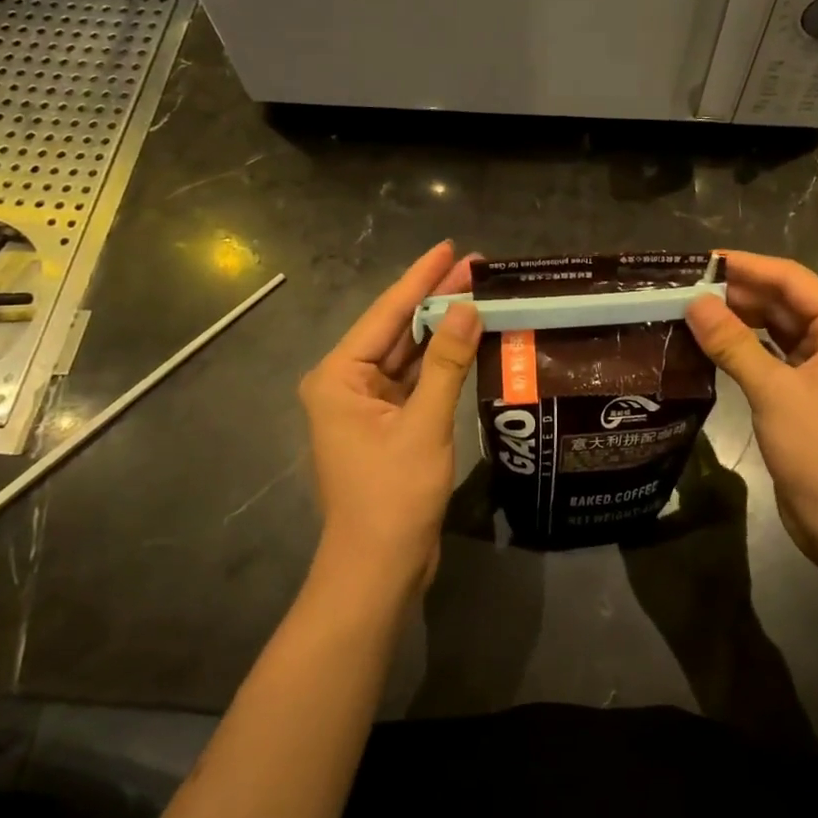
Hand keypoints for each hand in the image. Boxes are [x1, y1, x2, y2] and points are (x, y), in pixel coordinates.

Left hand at [299, 242, 482, 599]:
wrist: (378, 570)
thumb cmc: (392, 496)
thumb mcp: (424, 425)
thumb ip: (446, 363)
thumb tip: (467, 307)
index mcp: (339, 377)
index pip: (386, 313)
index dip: (420, 278)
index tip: (450, 247)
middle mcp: (347, 384)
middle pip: (397, 330)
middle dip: (434, 299)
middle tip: (476, 266)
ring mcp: (367, 406)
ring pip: (409, 355)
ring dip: (441, 329)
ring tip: (478, 294)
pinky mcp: (388, 425)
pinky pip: (416, 381)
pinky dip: (442, 362)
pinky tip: (469, 339)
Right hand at [685, 251, 817, 562]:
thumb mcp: (773, 390)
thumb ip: (733, 343)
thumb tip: (694, 303)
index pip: (790, 278)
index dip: (745, 266)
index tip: (700, 261)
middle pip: (783, 300)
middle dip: (737, 293)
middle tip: (685, 288)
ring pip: (777, 326)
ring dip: (739, 319)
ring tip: (690, 310)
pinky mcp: (809, 388)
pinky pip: (773, 353)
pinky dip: (746, 346)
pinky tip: (711, 342)